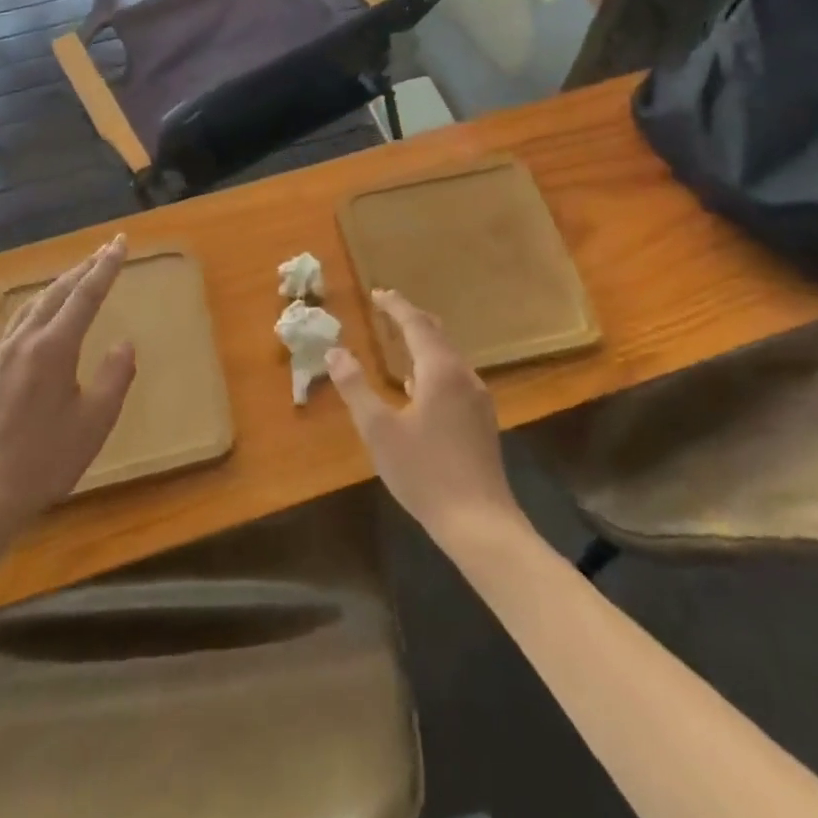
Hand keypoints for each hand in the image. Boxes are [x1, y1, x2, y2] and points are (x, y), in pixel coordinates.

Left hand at [0, 235, 135, 529]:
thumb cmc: (45, 460)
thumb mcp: (95, 422)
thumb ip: (114, 377)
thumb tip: (124, 343)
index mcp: (53, 348)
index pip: (86, 295)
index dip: (106, 267)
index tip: (121, 242)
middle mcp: (25, 341)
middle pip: (58, 292)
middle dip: (84, 268)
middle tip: (106, 250)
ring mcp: (2, 355)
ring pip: (34, 304)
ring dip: (60, 285)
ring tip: (78, 275)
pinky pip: (19, 322)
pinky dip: (40, 305)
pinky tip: (43, 316)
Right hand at [327, 290, 523, 553]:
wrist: (480, 523)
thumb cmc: (424, 472)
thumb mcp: (379, 430)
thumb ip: (355, 387)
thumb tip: (334, 352)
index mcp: (440, 370)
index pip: (416, 324)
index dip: (395, 306)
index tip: (377, 293)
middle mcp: (464, 376)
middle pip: (436, 335)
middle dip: (411, 319)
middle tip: (386, 310)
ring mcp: (478, 399)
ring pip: (448, 356)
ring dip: (423, 343)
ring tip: (399, 341)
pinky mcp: (482, 420)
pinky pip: (454, 376)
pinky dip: (433, 365)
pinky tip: (419, 385)